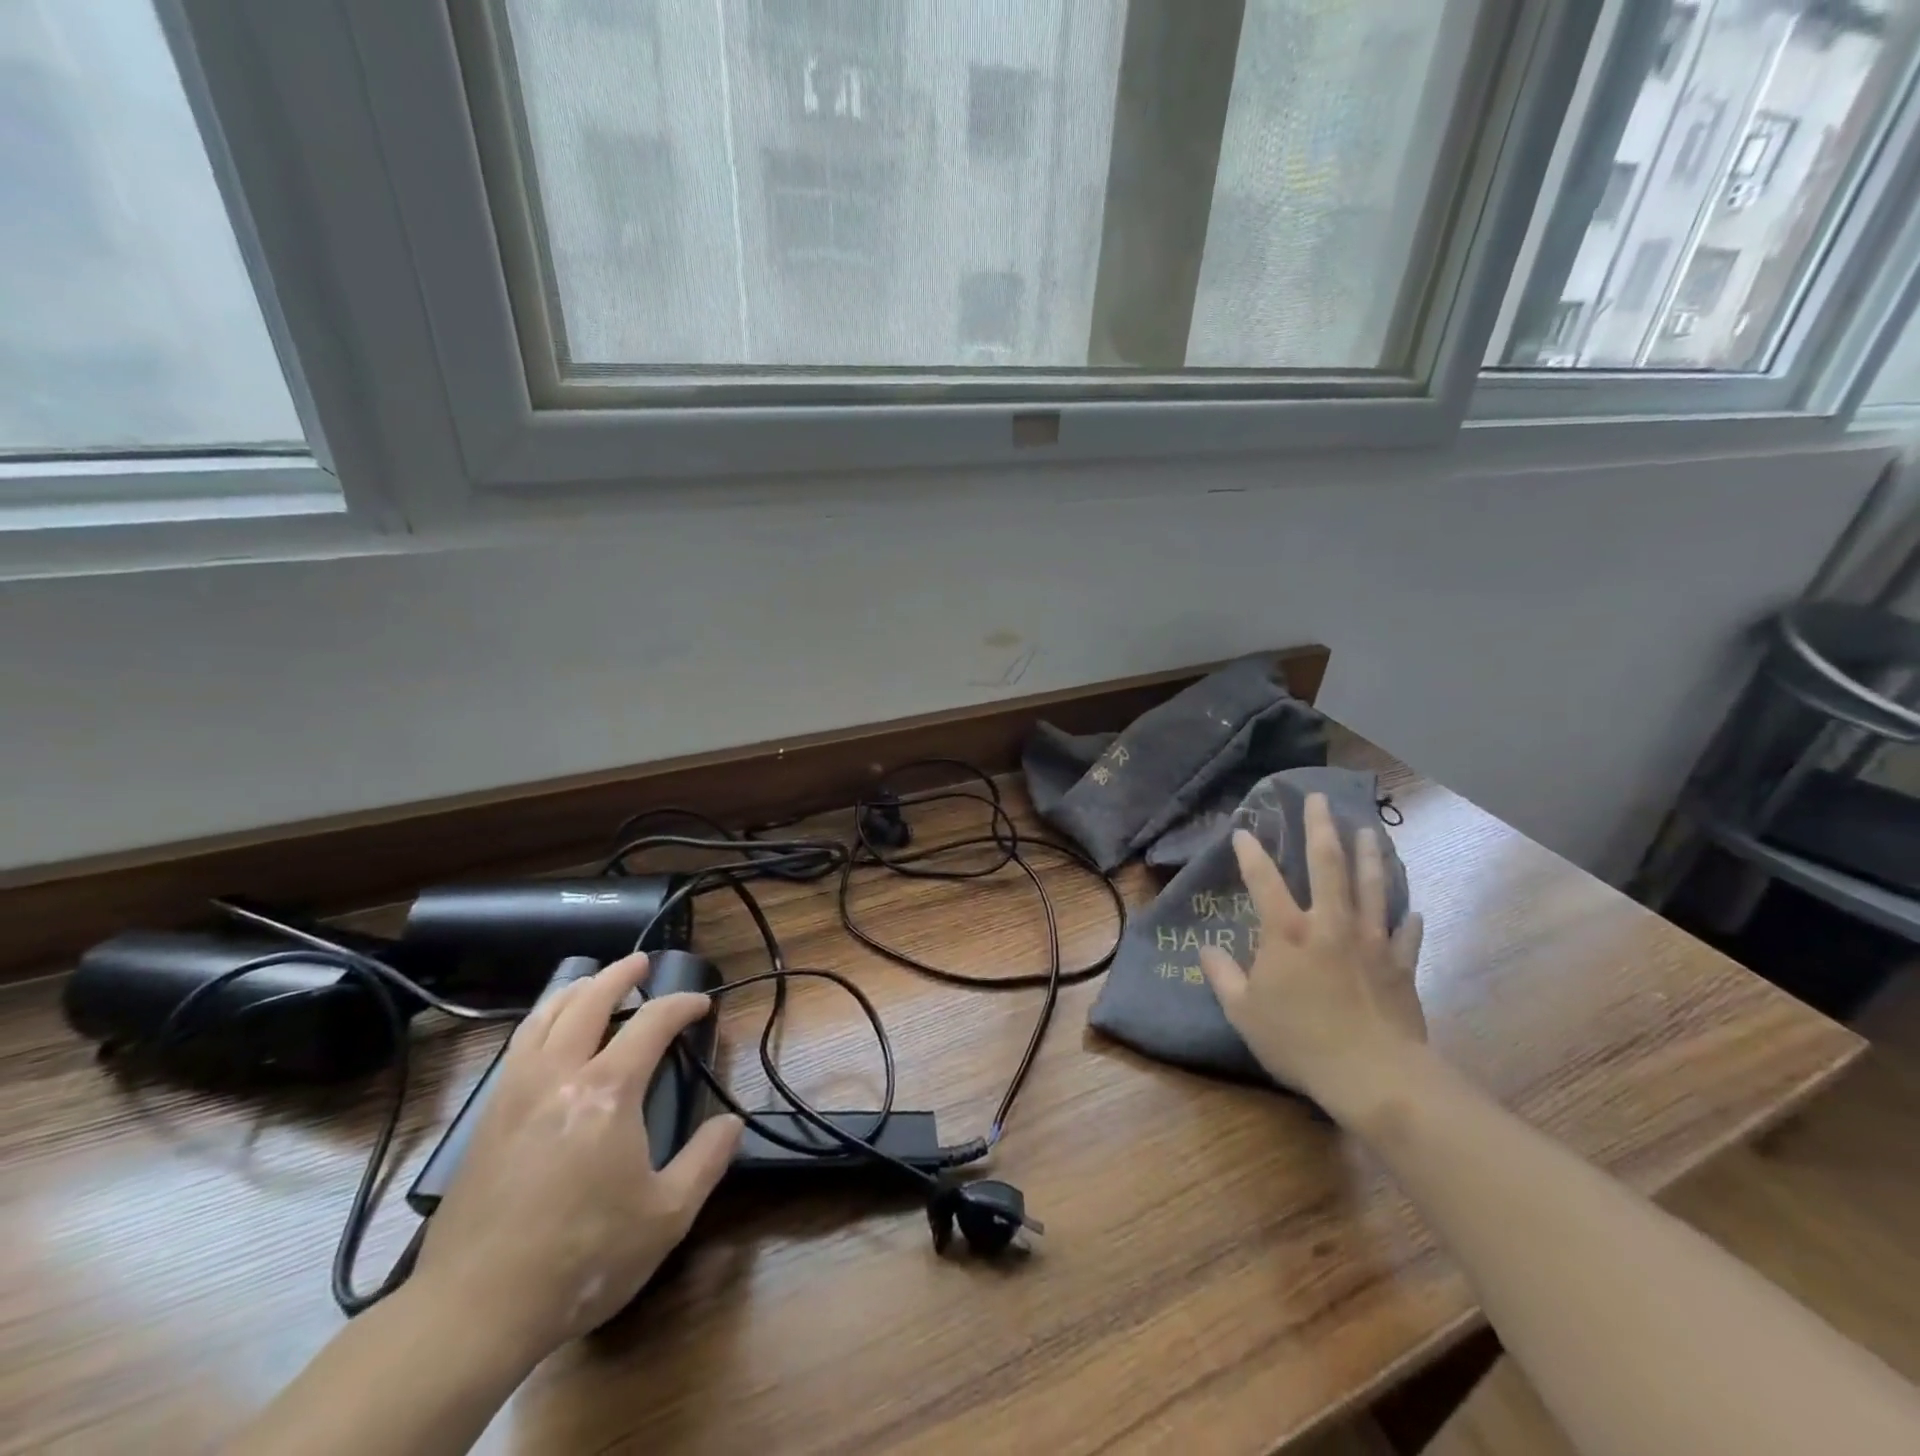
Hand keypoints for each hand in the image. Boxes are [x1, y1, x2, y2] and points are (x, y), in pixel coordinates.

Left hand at [410, 954, 742, 1362]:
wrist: (474, 1309)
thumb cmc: (583, 1258)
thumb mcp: (665, 1216)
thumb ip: (706, 1161)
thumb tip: (733, 1123)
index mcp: (608, 1091)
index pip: (652, 1022)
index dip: (682, 1005)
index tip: (701, 1004)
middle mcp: (559, 1075)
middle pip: (589, 1001)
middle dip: (619, 975)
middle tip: (640, 963)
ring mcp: (516, 1094)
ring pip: (544, 1017)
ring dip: (574, 990)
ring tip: (591, 982)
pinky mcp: (487, 1120)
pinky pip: (518, 1047)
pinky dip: (540, 1022)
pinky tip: (547, 1036)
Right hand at [1199, 794, 1425, 1116]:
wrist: (1375, 1076)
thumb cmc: (1300, 1041)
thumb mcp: (1243, 1012)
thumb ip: (1223, 977)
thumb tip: (1206, 951)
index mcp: (1287, 932)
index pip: (1263, 879)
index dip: (1250, 852)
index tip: (1243, 830)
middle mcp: (1330, 924)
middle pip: (1328, 864)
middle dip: (1321, 827)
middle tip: (1319, 799)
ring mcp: (1370, 941)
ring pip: (1372, 887)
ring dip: (1369, 855)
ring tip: (1369, 831)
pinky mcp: (1401, 966)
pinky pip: (1406, 935)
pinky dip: (1408, 920)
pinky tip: (1412, 910)